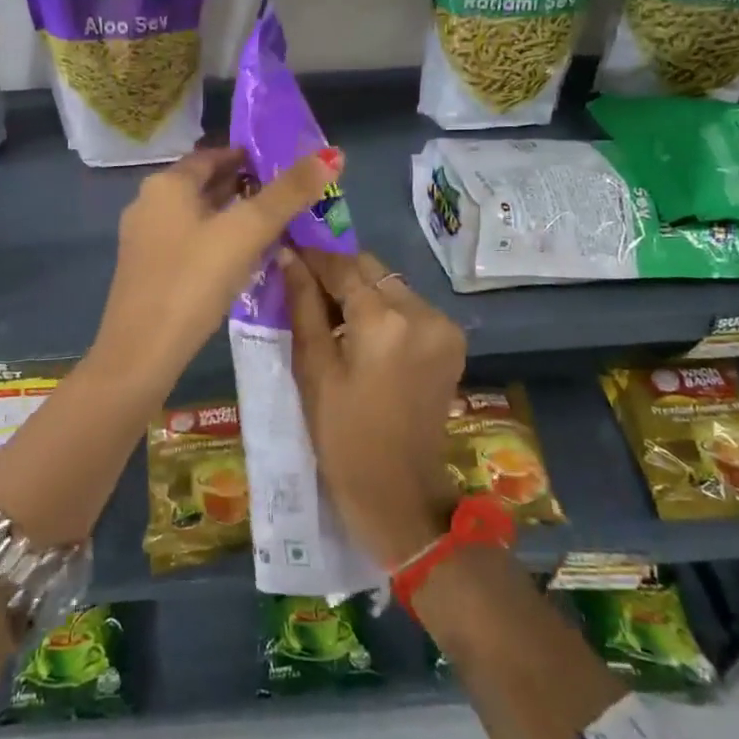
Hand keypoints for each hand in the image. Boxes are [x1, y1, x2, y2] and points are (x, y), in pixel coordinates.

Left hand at [89, 144, 342, 401]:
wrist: (141, 352)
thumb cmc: (193, 281)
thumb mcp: (246, 232)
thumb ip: (288, 194)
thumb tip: (332, 155)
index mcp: (166, 184)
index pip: (213, 155)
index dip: (250, 156)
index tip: (286, 167)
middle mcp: (149, 203)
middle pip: (205, 185)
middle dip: (245, 188)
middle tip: (288, 198)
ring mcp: (144, 240)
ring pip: (197, 216)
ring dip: (231, 217)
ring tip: (273, 227)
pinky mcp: (147, 271)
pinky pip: (189, 243)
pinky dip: (216, 242)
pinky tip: (241, 260)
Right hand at [278, 247, 466, 567]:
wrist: (398, 490)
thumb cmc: (342, 436)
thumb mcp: (313, 369)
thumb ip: (303, 306)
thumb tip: (288, 258)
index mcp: (385, 321)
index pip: (342, 266)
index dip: (312, 255)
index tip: (287, 248)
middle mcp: (422, 312)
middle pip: (371, 269)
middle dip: (336, 270)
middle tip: (303, 281)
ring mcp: (443, 325)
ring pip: (391, 284)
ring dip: (360, 288)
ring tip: (329, 310)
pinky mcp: (452, 340)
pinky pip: (409, 306)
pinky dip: (383, 307)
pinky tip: (360, 329)